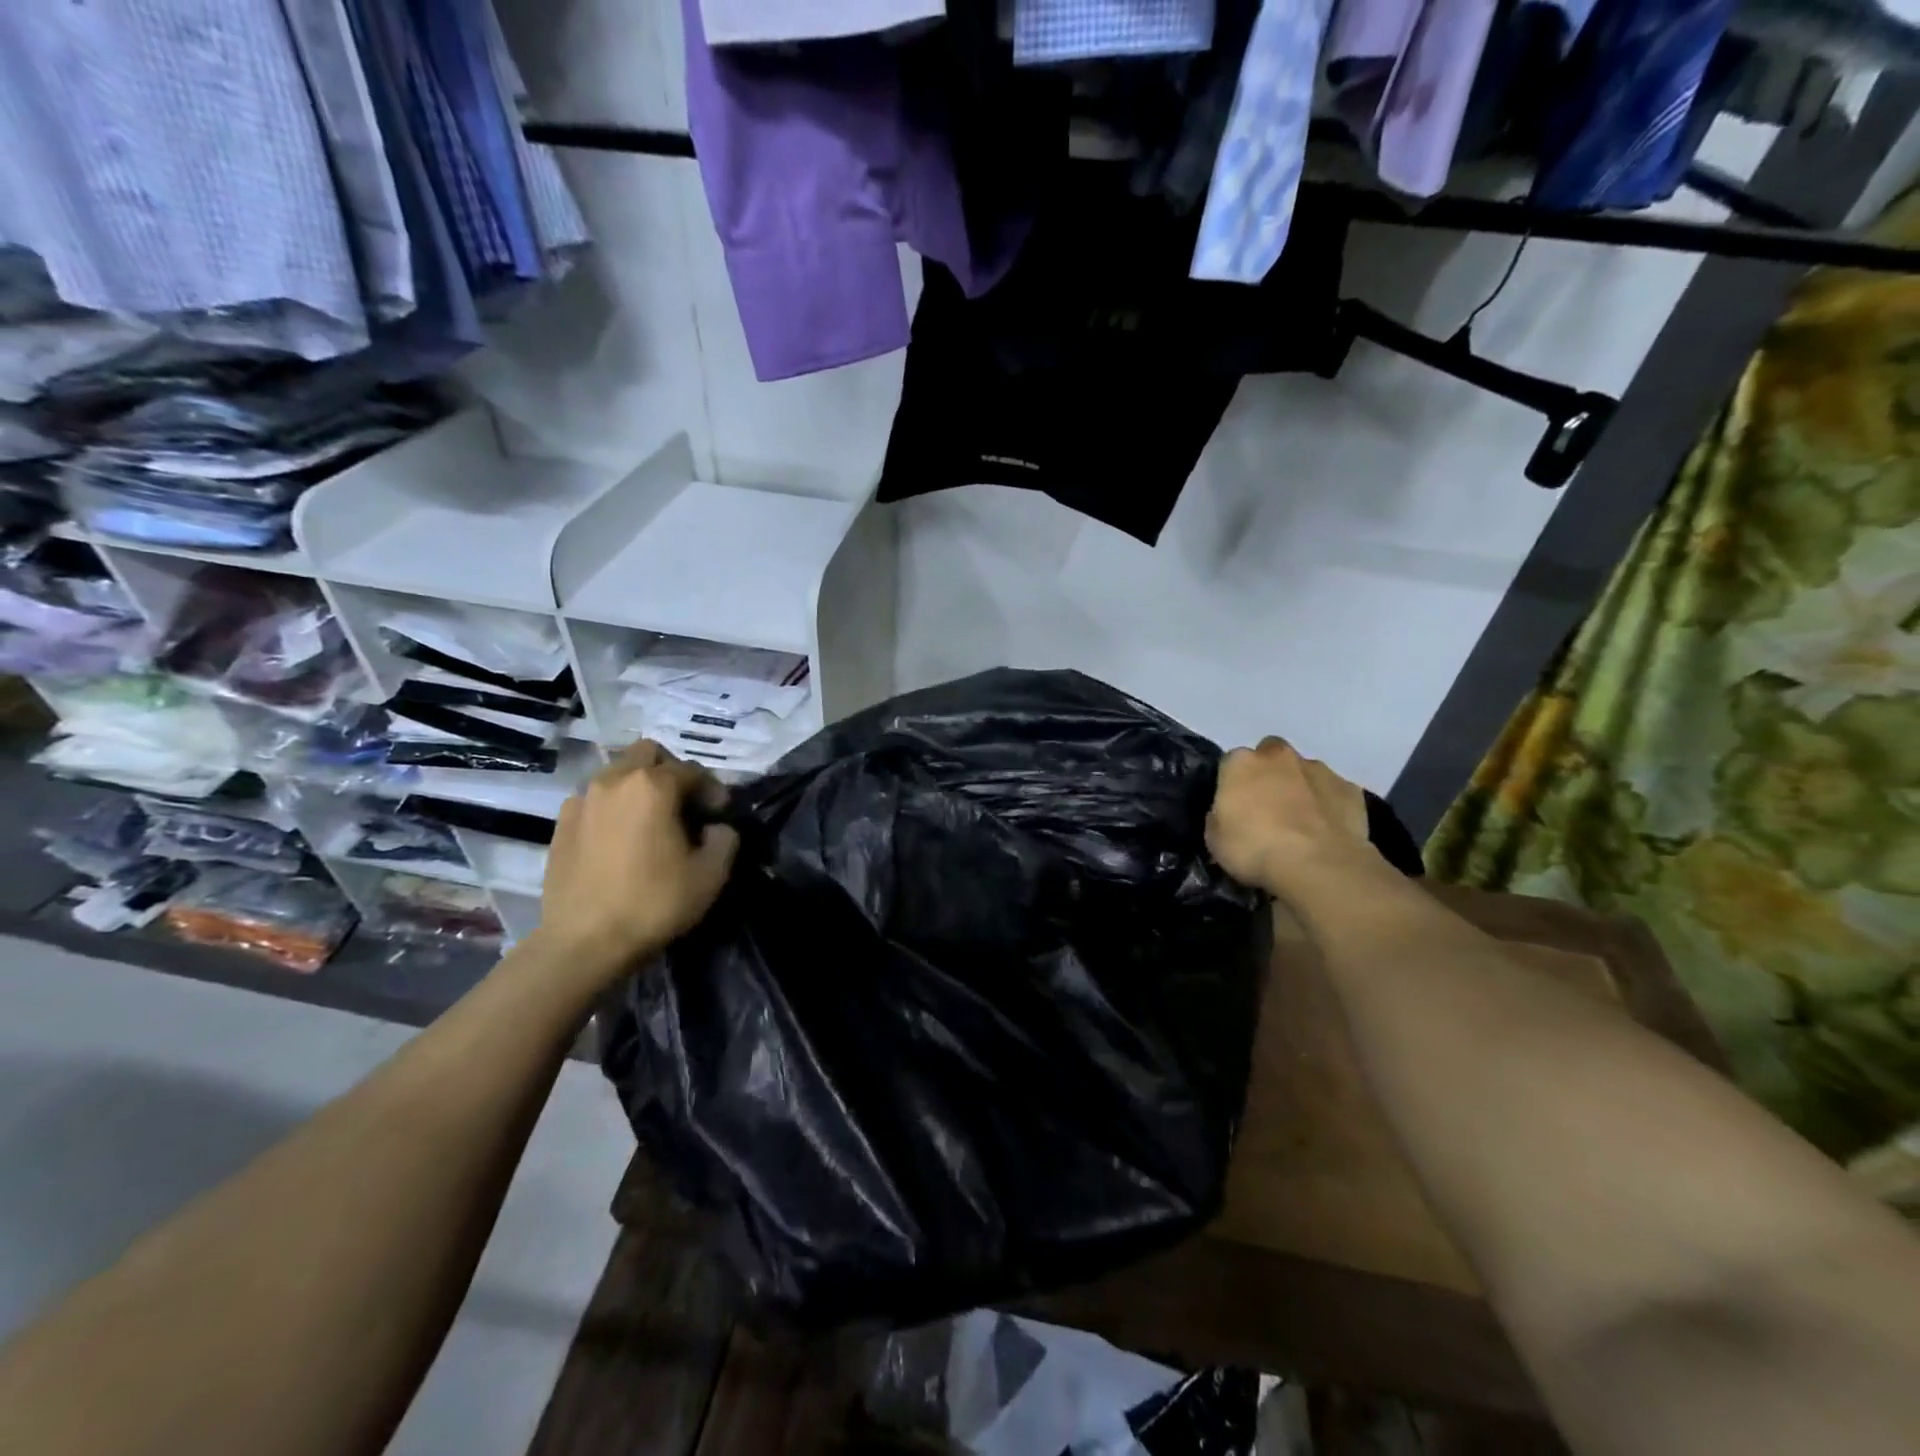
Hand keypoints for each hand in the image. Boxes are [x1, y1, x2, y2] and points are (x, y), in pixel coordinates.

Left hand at [537, 741, 739, 979]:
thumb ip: (725, 839)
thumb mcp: (711, 874)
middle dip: (671, 771)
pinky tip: (620, 838)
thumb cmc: (653, 903)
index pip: (693, 770)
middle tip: (684, 804)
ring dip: (639, 787)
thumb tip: (717, 828)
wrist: (583, 942)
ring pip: (618, 773)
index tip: (720, 815)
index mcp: (653, 785)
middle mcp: (615, 780)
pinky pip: (595, 799)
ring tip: (650, 821)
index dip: (713, 790)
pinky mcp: (561, 824)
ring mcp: (583, 800)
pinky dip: (613, 807)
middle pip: (649, 753)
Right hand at [1206, 737, 1378, 894]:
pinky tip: (1326, 829)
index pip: (1230, 764)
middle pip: (1270, 755)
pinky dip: (1329, 804)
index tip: (1234, 807)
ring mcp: (1318, 769)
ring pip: (1304, 771)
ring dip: (1300, 787)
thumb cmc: (1255, 849)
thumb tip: (1230, 813)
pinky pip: (1333, 792)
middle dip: (1269, 774)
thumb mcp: (1215, 838)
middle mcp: (1278, 756)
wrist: (1317, 865)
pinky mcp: (1350, 789)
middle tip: (1267, 808)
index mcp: (1241, 763)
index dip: (1232, 785)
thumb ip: (1220, 815)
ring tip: (1300, 822)